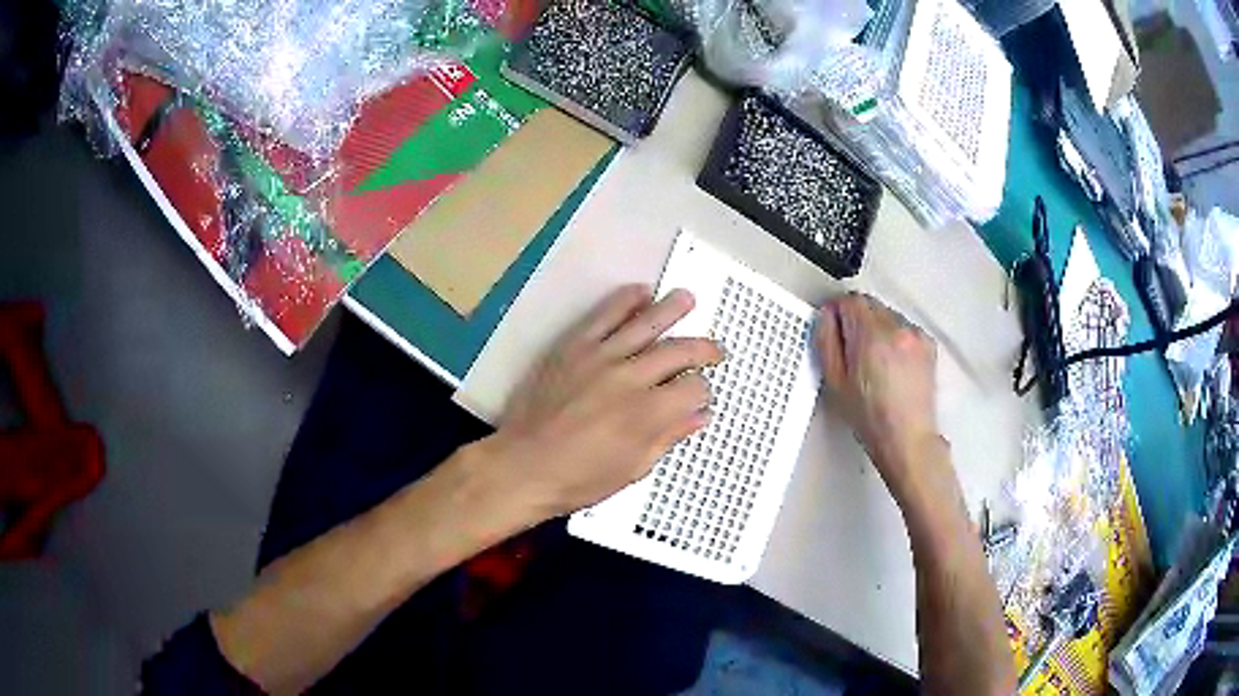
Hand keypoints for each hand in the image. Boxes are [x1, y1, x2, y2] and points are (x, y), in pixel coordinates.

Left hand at [484, 285, 722, 518]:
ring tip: (686, 298)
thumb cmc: (579, 479)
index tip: (699, 396)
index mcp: (648, 414)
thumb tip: (700, 415)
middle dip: (703, 349)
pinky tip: (641, 292)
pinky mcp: (573, 346)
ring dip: (671, 308)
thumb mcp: (633, 469)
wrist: (522, 465)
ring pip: (645, 323)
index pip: (693, 388)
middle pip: (678, 351)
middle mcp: (630, 378)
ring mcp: (600, 357)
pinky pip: (603, 315)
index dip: (703, 391)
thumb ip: (668, 436)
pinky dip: (624, 300)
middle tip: (714, 350)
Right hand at [815, 293, 945, 502]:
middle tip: (852, 349)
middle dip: (858, 320)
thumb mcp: (835, 381)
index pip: (850, 300)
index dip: (838, 311)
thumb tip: (827, 316)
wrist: (907, 437)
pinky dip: (896, 337)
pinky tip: (892, 364)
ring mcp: (915, 334)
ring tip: (874, 360)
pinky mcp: (928, 343)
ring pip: (888, 315)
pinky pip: (904, 328)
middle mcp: (897, 328)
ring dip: (878, 327)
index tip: (834, 326)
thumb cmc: (870, 417)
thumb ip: (827, 341)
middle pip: (870, 305)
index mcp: (871, 336)